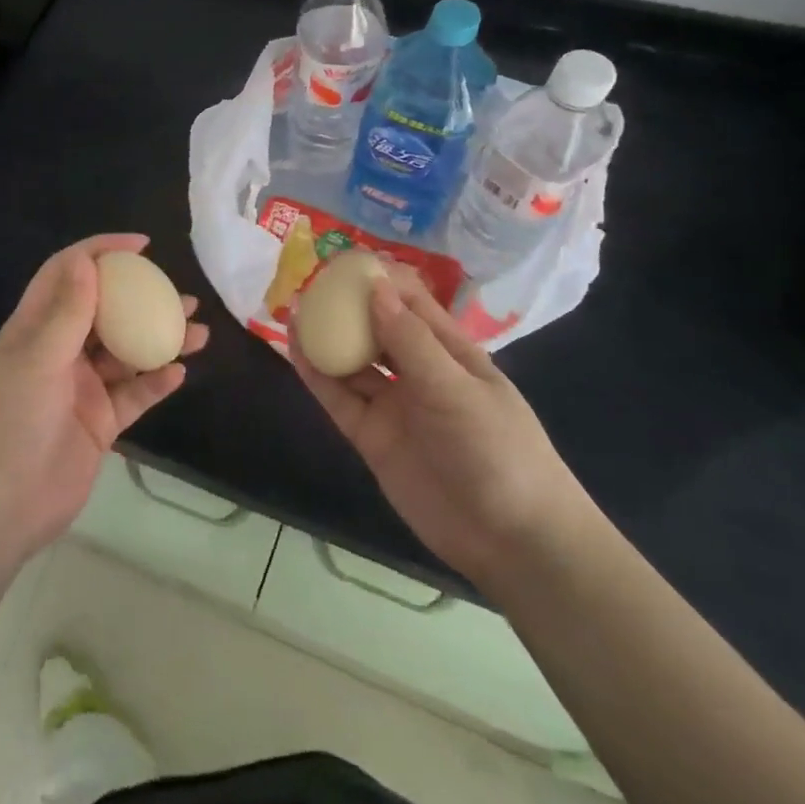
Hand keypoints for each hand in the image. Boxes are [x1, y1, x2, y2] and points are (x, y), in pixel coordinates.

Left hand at [0, 235, 208, 562]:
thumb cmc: (9, 423)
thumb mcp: (36, 360)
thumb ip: (66, 312)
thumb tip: (87, 261)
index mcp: (34, 328)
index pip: (67, 275)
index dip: (99, 253)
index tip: (140, 247)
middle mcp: (59, 351)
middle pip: (104, 311)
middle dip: (140, 298)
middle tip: (178, 293)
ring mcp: (81, 388)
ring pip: (126, 353)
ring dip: (158, 339)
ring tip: (197, 330)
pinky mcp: (99, 423)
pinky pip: (133, 395)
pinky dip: (155, 382)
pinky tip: (179, 372)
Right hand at [289, 264, 588, 588]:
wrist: (511, 541)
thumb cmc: (498, 450)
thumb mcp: (457, 389)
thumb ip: (411, 340)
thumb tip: (374, 287)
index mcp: (451, 352)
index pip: (411, 303)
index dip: (378, 280)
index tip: (343, 262)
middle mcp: (419, 373)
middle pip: (376, 329)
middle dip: (346, 306)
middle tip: (308, 283)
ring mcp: (394, 406)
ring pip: (353, 362)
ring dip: (326, 337)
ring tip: (293, 310)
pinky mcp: (373, 437)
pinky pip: (340, 398)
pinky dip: (317, 375)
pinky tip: (295, 350)